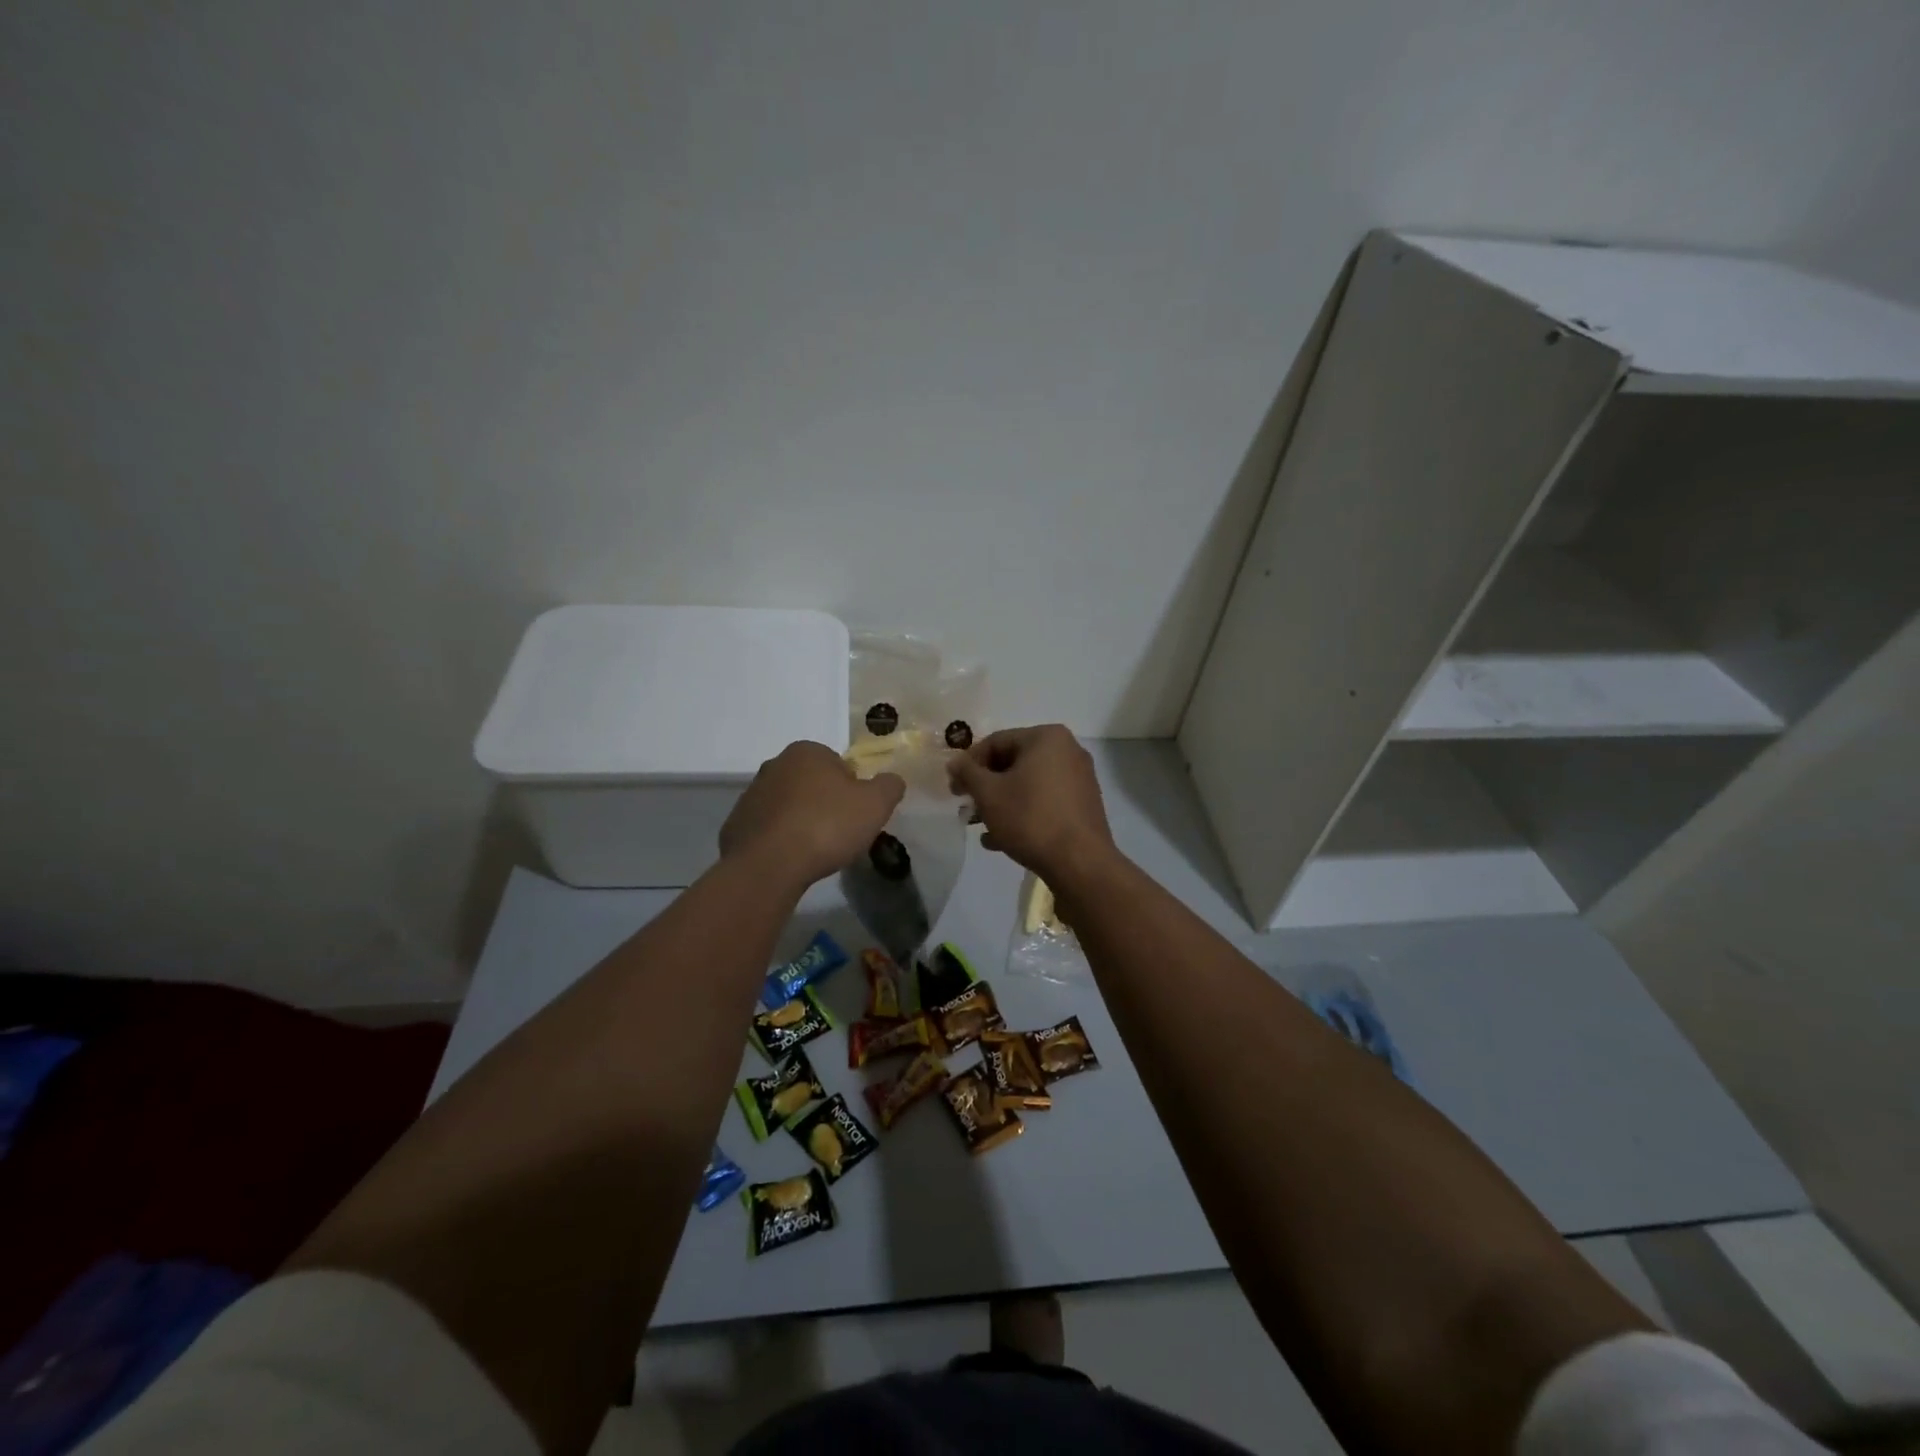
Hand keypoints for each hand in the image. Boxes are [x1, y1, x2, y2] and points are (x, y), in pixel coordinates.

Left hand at [721, 743, 904, 887]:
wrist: (769, 865)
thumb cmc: (827, 825)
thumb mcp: (876, 804)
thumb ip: (889, 786)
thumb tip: (891, 780)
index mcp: (807, 751)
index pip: (839, 765)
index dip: (853, 790)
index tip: (856, 815)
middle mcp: (775, 764)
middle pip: (812, 783)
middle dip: (825, 803)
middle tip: (839, 833)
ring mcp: (751, 794)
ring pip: (789, 806)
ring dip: (802, 821)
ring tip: (815, 851)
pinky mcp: (736, 825)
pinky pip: (768, 829)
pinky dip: (780, 841)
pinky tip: (791, 860)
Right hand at [947, 725, 1118, 884]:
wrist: (1080, 863)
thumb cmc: (1030, 818)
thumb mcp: (989, 794)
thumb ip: (967, 773)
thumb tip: (955, 762)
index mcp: (1047, 737)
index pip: (996, 742)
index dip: (969, 764)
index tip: (954, 788)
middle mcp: (1068, 751)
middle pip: (1013, 763)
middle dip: (986, 787)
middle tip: (966, 807)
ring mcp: (1079, 779)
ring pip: (1028, 785)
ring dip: (1001, 803)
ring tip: (980, 827)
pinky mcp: (1083, 805)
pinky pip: (1045, 801)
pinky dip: (1023, 813)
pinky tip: (1001, 840)